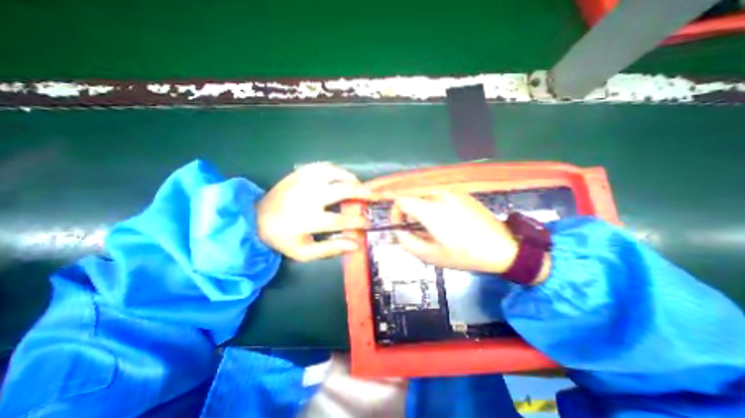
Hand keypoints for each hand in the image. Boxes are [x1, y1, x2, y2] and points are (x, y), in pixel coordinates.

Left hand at [258, 163, 370, 260]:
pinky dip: (337, 170)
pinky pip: (324, 166)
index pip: (341, 220)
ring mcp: (303, 182)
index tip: (369, 223)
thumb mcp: (304, 252)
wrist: (256, 217)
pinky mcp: (299, 173)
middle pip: (342, 190)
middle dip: (362, 193)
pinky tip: (341, 177)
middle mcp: (307, 197)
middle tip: (374, 195)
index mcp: (307, 219)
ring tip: (358, 186)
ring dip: (350, 179)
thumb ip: (331, 248)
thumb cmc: (283, 237)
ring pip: (335, 173)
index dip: (358, 221)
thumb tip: (355, 243)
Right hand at [391, 190, 518, 274]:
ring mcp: (452, 192)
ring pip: (425, 197)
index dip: (396, 214)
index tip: (401, 227)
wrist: (503, 247)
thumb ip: (407, 242)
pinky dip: (434, 206)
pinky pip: (439, 196)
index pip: (401, 201)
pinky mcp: (462, 194)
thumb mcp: (430, 255)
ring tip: (433, 228)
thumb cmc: (464, 254)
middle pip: (412, 198)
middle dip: (409, 214)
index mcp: (430, 209)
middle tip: (418, 231)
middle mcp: (439, 195)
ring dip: (422, 210)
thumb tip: (398, 231)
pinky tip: (446, 221)